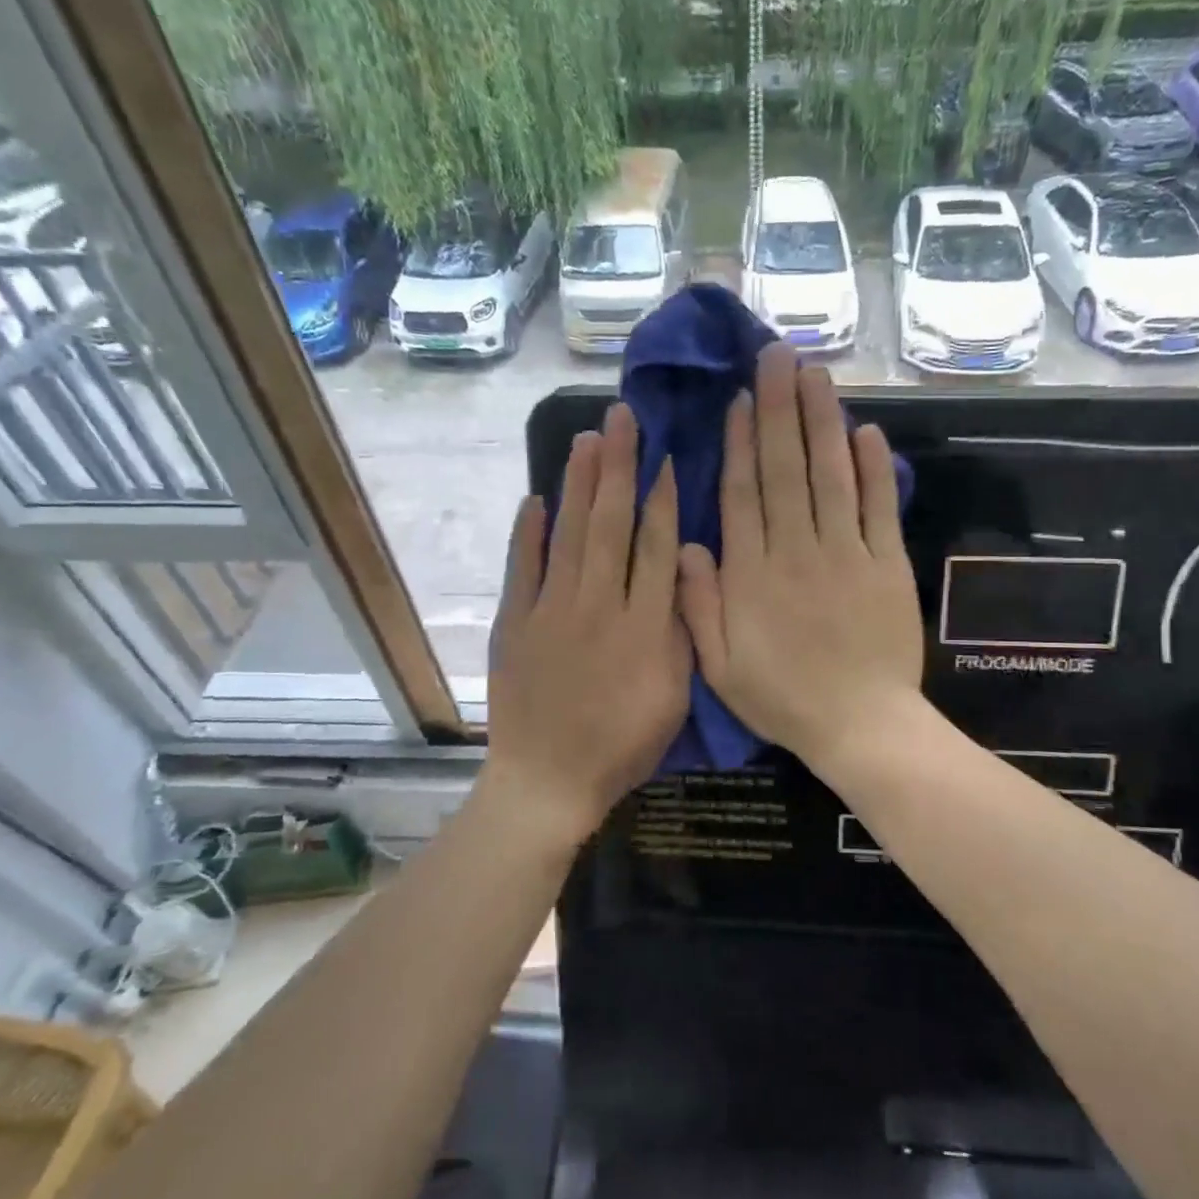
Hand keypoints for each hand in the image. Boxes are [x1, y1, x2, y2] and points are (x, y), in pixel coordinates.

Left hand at [484, 403, 690, 840]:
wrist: (548, 779)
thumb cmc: (622, 745)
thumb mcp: (674, 699)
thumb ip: (681, 634)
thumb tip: (683, 574)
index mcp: (644, 626)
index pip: (656, 547)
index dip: (663, 499)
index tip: (665, 456)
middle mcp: (598, 605)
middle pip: (611, 525)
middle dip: (619, 468)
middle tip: (621, 418)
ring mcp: (551, 610)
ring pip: (570, 534)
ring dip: (579, 484)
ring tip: (588, 439)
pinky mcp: (515, 623)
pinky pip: (523, 568)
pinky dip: (528, 532)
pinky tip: (536, 498)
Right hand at [678, 344, 923, 769]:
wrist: (860, 726)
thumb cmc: (783, 699)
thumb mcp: (719, 667)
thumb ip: (698, 605)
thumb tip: (688, 544)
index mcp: (752, 574)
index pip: (743, 494)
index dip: (740, 442)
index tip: (741, 398)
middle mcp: (796, 550)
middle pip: (785, 470)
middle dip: (779, 409)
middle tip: (777, 356)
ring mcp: (846, 554)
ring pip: (830, 476)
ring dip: (821, 422)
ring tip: (815, 374)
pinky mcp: (887, 565)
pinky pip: (879, 508)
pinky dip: (874, 469)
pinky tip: (866, 430)